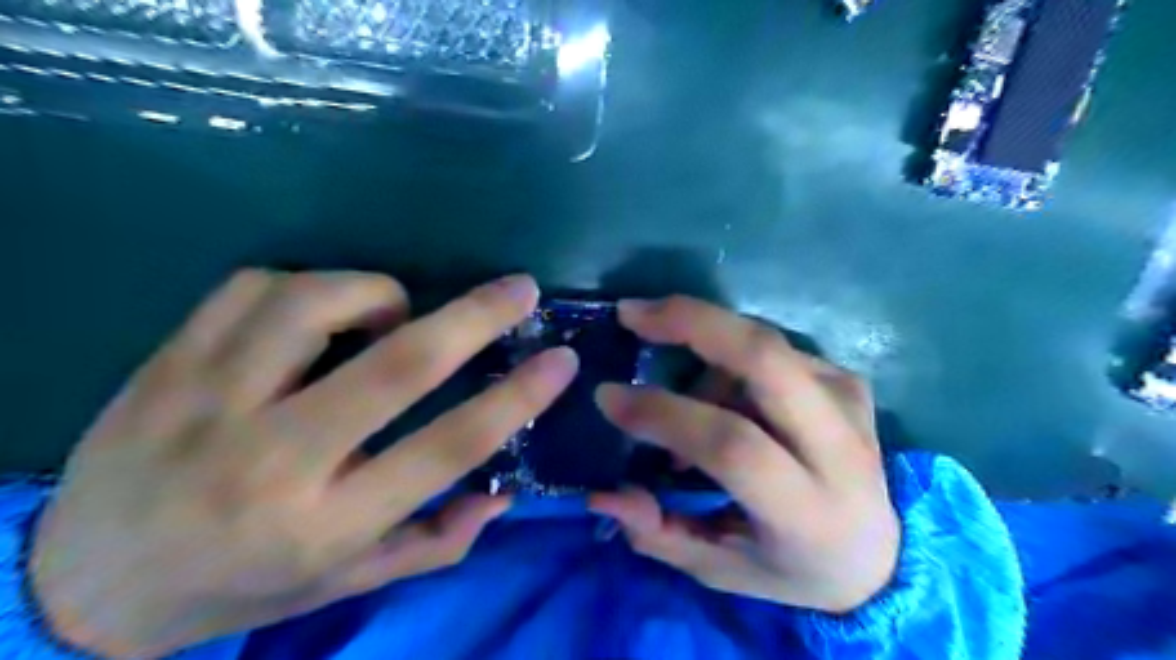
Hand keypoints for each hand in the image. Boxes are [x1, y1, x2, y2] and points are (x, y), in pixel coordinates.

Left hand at [25, 272, 577, 657]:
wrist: (83, 582)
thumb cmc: (238, 585)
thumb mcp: (345, 582)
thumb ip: (433, 541)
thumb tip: (503, 495)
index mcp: (325, 523)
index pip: (447, 448)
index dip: (517, 399)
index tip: (561, 361)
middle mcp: (273, 459)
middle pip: (396, 366)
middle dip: (474, 318)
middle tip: (520, 288)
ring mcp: (210, 401)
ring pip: (316, 304)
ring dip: (378, 294)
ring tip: (393, 312)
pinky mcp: (167, 363)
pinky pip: (253, 287)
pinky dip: (308, 285)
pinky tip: (318, 313)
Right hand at [589, 296, 903, 615]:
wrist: (880, 553)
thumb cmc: (791, 568)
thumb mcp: (720, 570)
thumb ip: (658, 534)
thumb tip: (601, 494)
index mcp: (807, 509)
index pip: (732, 444)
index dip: (664, 414)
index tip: (608, 396)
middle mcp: (839, 446)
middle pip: (765, 358)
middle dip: (691, 322)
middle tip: (633, 314)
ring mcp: (848, 401)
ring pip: (761, 344)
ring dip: (703, 355)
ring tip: (679, 400)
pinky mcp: (847, 379)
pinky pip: (772, 349)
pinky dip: (728, 360)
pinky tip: (721, 394)